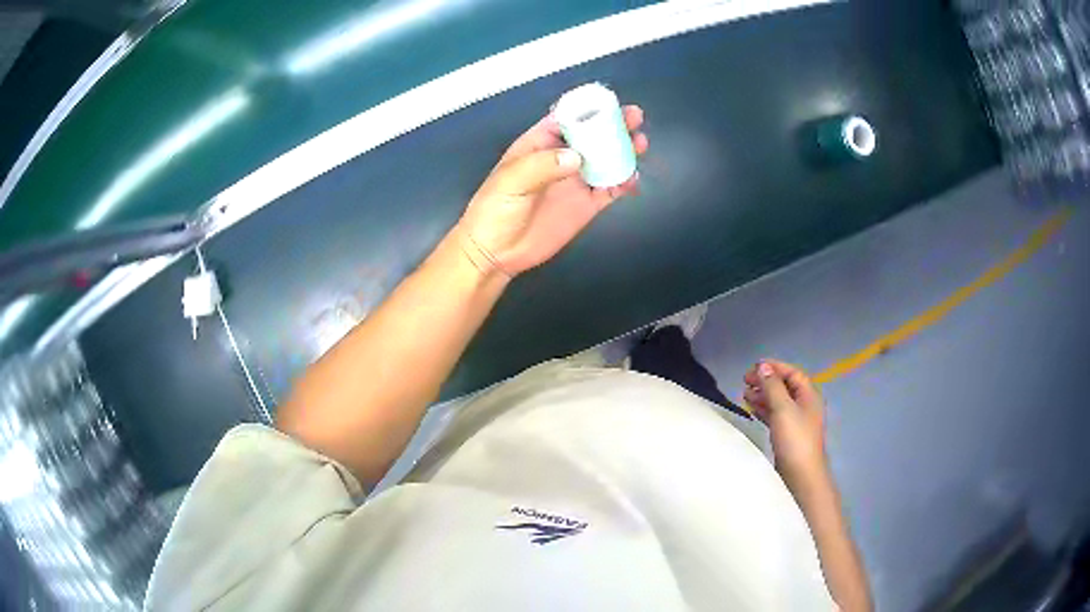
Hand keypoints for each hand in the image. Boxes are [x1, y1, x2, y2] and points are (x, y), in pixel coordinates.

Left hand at [456, 106, 647, 276]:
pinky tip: (633, 178)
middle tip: (634, 118)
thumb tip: (577, 158)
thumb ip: (542, 166)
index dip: (587, 109)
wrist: (497, 253)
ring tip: (640, 144)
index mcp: (539, 144)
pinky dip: (624, 181)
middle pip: (593, 136)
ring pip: (606, 159)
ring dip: (624, 150)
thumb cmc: (494, 210)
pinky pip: (611, 189)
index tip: (609, 102)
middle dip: (614, 125)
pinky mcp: (586, 205)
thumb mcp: (511, 181)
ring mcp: (576, 181)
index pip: (566, 119)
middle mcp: (561, 158)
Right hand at [744, 360, 827, 490]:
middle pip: (784, 386)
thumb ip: (772, 386)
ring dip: (762, 395)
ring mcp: (796, 420)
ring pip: (778, 401)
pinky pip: (775, 415)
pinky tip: (751, 409)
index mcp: (808, 395)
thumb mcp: (783, 408)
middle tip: (745, 380)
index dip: (774, 367)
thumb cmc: (794, 438)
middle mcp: (804, 405)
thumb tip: (763, 367)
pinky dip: (763, 410)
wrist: (801, 474)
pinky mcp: (788, 434)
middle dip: (766, 381)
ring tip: (744, 394)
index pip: (792, 373)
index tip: (753, 367)